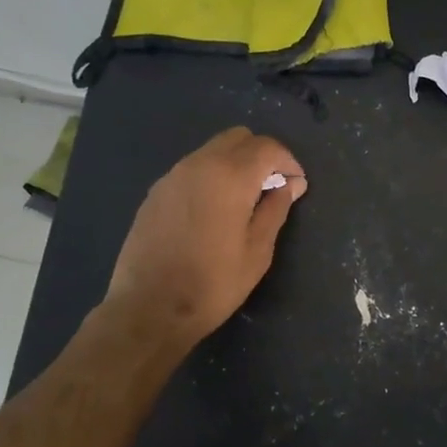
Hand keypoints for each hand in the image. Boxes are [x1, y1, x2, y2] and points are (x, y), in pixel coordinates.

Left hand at [100, 127, 305, 353]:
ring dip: (235, 164)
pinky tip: (214, 211)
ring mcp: (172, 176)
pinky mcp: (155, 193)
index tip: (297, 186)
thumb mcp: (257, 251)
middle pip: (238, 138)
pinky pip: (192, 169)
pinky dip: (211, 176)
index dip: (288, 162)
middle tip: (272, 188)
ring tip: (244, 201)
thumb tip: (291, 184)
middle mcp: (199, 164)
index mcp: (229, 176)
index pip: (267, 148)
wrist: (149, 308)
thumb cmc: (213, 284)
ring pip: (212, 150)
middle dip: (262, 156)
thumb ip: (276, 209)